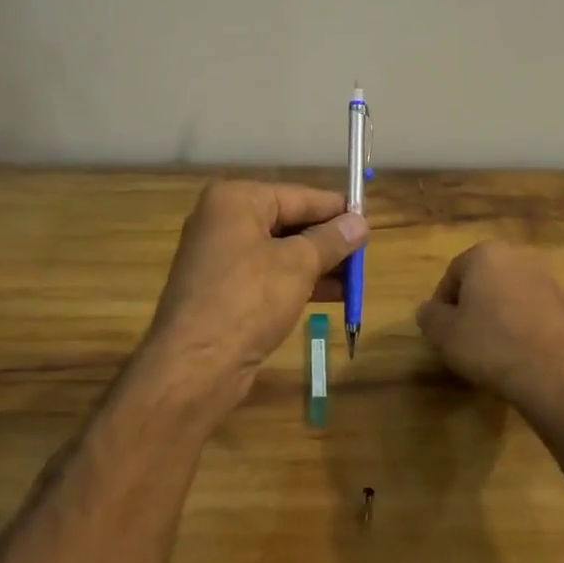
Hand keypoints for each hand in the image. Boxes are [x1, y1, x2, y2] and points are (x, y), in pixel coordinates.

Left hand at [137, 181, 366, 416]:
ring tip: (356, 277)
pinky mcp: (223, 290)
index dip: (336, 208)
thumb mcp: (298, 265)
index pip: (299, 196)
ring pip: (281, 251)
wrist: (194, 366)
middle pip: (289, 222)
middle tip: (365, 251)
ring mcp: (220, 257)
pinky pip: (268, 275)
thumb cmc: (248, 300)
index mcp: (236, 200)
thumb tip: (360, 222)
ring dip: (318, 264)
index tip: (369, 218)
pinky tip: (333, 295)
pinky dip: (298, 282)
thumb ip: (331, 240)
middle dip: (327, 239)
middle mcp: (223, 221)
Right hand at [415, 242, 563, 418]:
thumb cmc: (490, 345)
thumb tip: (427, 310)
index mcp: (485, 254)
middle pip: (481, 280)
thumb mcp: (445, 334)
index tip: (441, 331)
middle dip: (471, 305)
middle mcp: (517, 256)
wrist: (553, 373)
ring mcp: (545, 278)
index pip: (452, 274)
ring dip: (495, 314)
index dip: (442, 304)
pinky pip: (529, 309)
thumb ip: (430, 316)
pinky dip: (518, 324)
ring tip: (489, 348)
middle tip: (462, 338)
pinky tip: (514, 351)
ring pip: (507, 294)